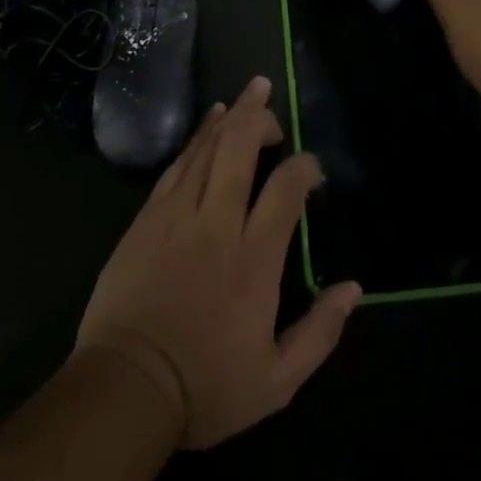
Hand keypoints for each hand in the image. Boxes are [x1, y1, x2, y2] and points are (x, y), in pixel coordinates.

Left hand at [74, 76, 362, 449]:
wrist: (126, 389)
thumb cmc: (205, 388)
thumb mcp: (276, 381)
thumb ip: (319, 332)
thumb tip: (354, 289)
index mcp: (255, 258)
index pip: (286, 190)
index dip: (304, 167)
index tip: (312, 169)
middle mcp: (219, 222)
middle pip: (241, 148)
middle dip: (260, 116)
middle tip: (272, 98)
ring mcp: (179, 214)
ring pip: (209, 147)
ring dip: (232, 115)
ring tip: (250, 92)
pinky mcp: (149, 216)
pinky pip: (179, 163)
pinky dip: (197, 136)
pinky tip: (209, 121)